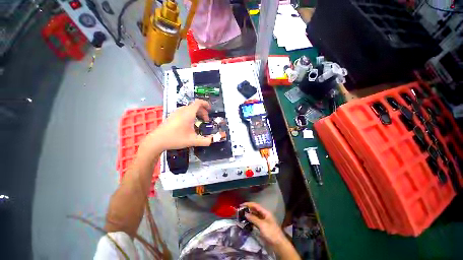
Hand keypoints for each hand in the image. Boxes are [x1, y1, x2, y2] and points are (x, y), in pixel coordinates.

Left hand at [147, 100, 211, 150]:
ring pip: (189, 109)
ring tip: (199, 122)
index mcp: (188, 113)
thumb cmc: (175, 138)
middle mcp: (182, 110)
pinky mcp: (172, 116)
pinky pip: (184, 111)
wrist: (157, 140)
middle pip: (195, 106)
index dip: (206, 104)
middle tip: (206, 120)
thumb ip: (205, 141)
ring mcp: (176, 112)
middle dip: (203, 112)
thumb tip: (213, 140)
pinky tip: (190, 124)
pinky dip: (191, 114)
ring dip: (197, 113)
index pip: (198, 103)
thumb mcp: (192, 141)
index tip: (210, 109)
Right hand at [242, 202, 285, 246]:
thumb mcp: (262, 225)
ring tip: (242, 215)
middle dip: (248, 209)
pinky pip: (255, 221)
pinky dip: (251, 220)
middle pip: (255, 210)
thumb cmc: (271, 232)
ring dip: (249, 215)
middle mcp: (264, 215)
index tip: (241, 205)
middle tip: (241, 210)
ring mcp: (263, 221)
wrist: (278, 244)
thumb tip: (246, 214)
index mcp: (265, 212)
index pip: (256, 205)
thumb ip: (253, 218)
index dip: (249, 204)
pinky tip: (247, 221)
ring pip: (255, 215)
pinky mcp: (262, 227)